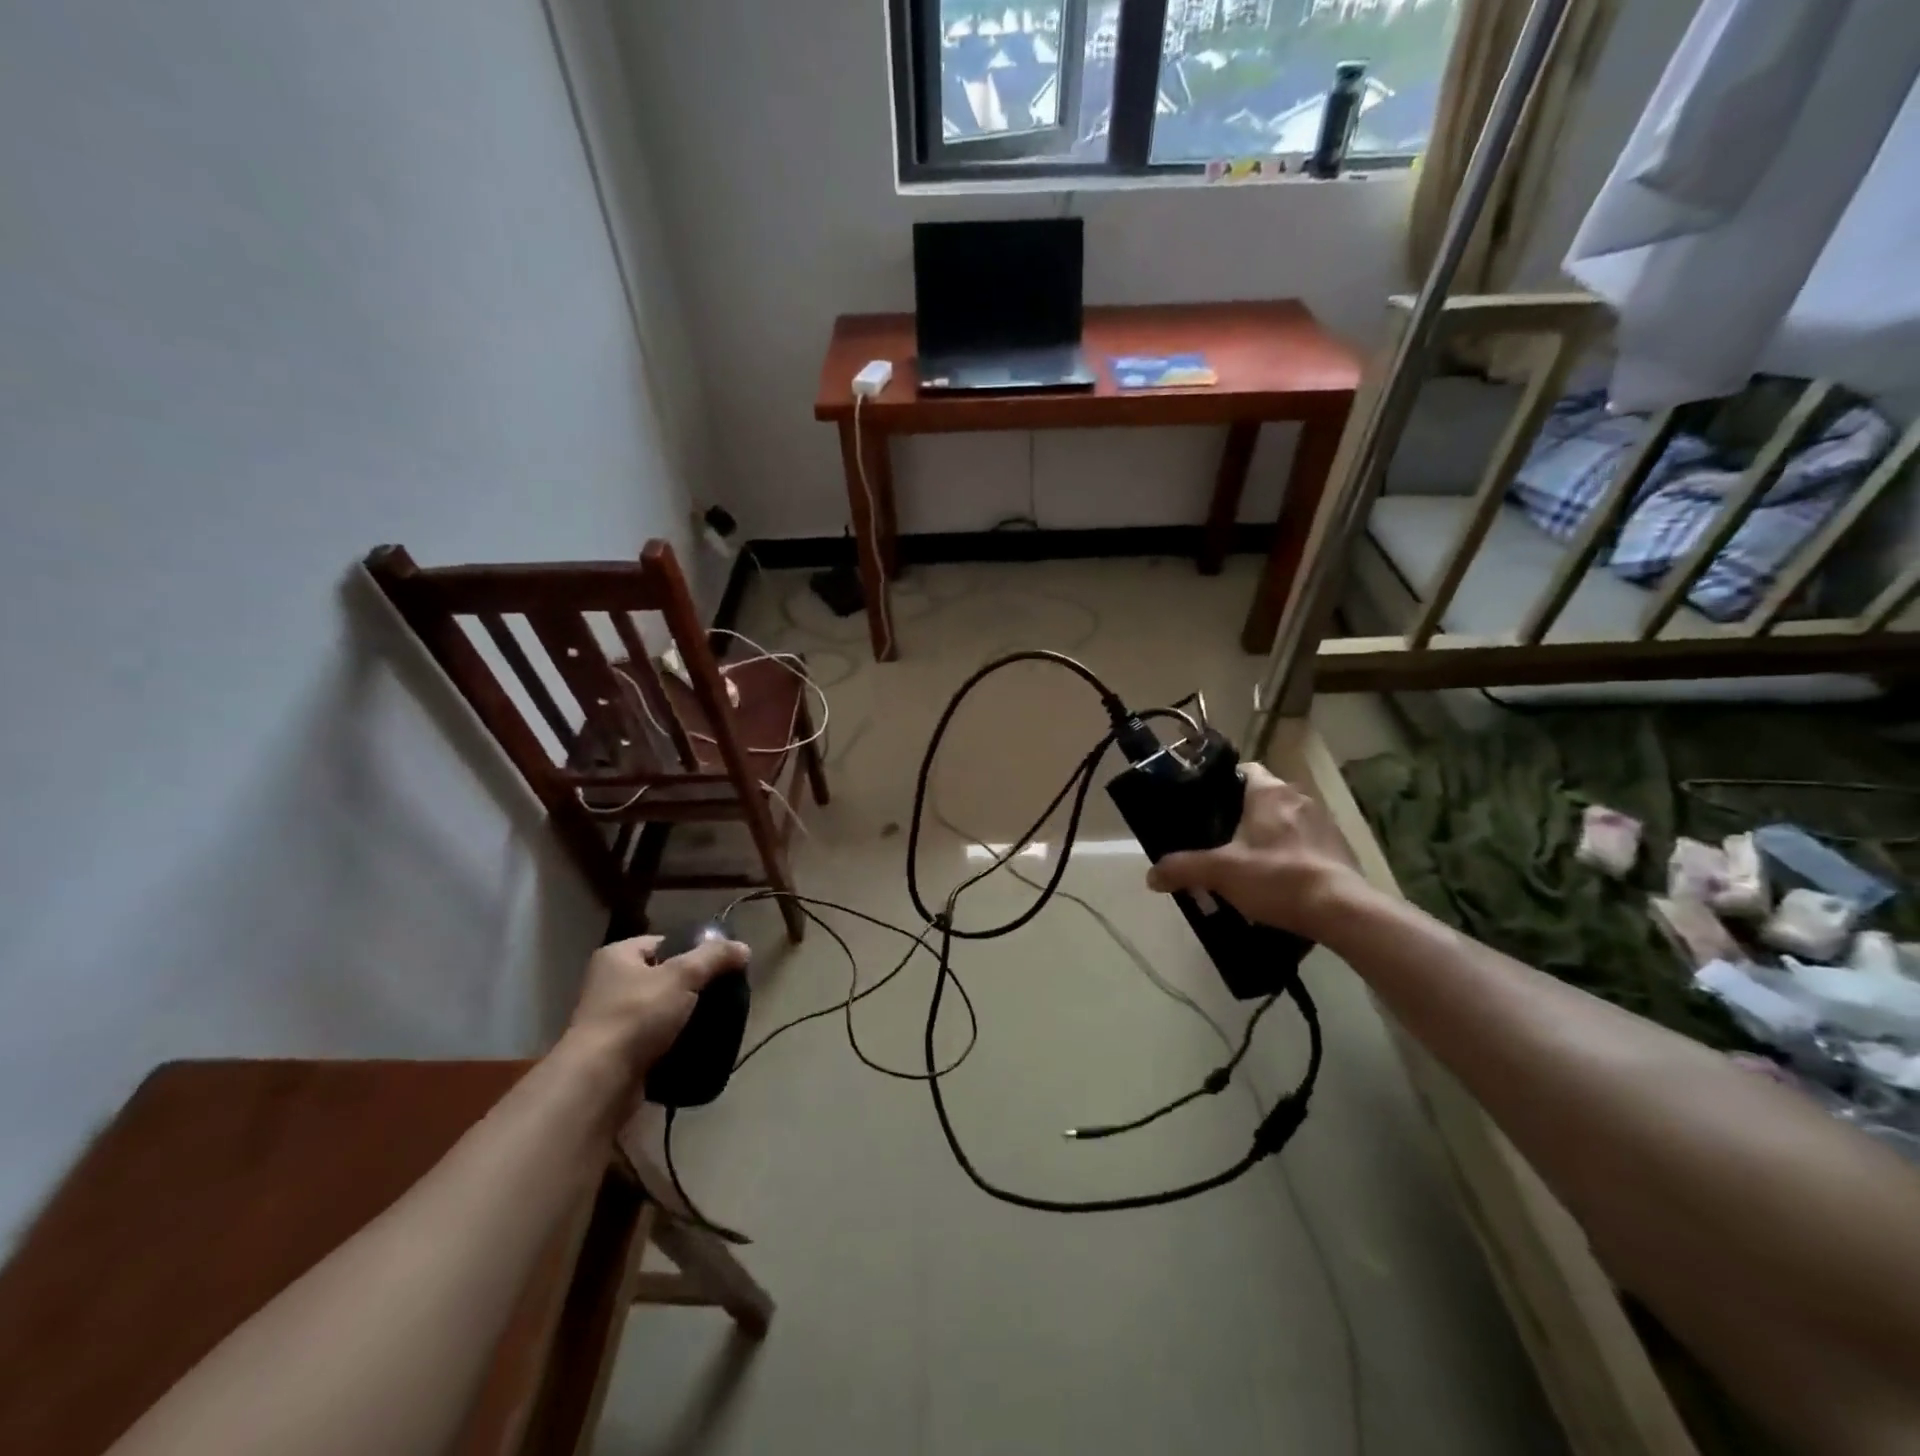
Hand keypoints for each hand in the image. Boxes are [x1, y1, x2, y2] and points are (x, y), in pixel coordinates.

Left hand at [566, 934, 750, 1078]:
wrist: (600, 1081)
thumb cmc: (637, 1015)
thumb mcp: (683, 976)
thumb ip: (714, 957)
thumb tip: (743, 948)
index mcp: (617, 956)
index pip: (664, 942)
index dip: (693, 950)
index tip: (720, 965)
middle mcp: (609, 983)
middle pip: (663, 976)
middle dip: (692, 986)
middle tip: (722, 994)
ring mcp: (611, 1020)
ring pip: (661, 1010)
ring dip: (684, 1016)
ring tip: (714, 1020)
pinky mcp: (618, 1053)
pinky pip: (655, 1039)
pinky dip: (674, 1041)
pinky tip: (697, 1045)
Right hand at [1145, 762, 1363, 940]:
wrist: (1342, 910)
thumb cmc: (1277, 877)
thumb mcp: (1221, 872)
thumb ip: (1183, 868)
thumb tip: (1151, 875)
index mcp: (1269, 792)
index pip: (1244, 769)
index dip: (1224, 783)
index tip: (1208, 806)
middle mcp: (1299, 798)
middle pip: (1264, 796)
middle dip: (1244, 814)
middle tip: (1221, 839)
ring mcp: (1325, 822)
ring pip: (1287, 819)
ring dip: (1271, 835)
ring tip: (1250, 862)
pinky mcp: (1341, 848)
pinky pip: (1308, 842)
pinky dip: (1293, 854)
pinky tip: (1281, 880)